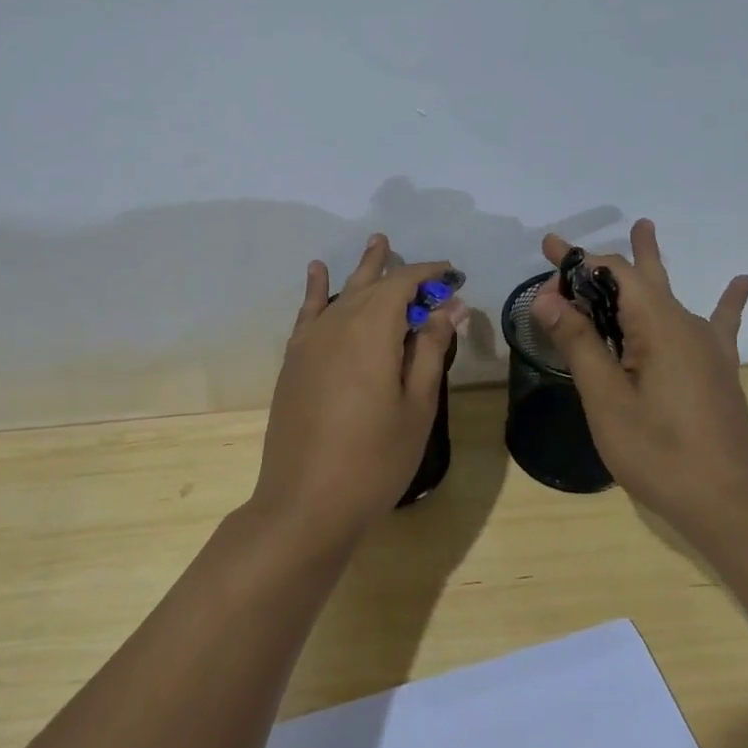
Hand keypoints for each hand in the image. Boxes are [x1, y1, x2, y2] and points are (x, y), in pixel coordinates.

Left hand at [250, 235, 466, 554]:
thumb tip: (447, 307)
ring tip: (376, 244)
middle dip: (397, 268)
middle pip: (371, 284)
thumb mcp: (417, 406)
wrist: (306, 503)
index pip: (403, 285)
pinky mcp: (294, 361)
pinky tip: (318, 272)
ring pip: (342, 293)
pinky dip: (316, 289)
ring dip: (362, 271)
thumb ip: (431, 351)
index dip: (429, 274)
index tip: (453, 275)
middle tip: (422, 261)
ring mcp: (310, 342)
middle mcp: (337, 325)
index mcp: (372, 331)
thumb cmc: (375, 460)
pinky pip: (309, 313)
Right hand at [529, 219, 747, 522]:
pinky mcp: (717, 369)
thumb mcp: (606, 400)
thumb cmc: (660, 453)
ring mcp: (707, 347)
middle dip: (601, 262)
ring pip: (669, 294)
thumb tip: (548, 298)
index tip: (545, 262)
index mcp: (658, 326)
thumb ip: (579, 344)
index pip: (613, 274)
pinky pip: (718, 322)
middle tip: (569, 249)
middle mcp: (686, 325)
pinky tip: (742, 282)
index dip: (577, 265)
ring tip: (646, 228)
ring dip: (650, 264)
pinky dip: (725, 299)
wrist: (731, 503)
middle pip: (639, 278)